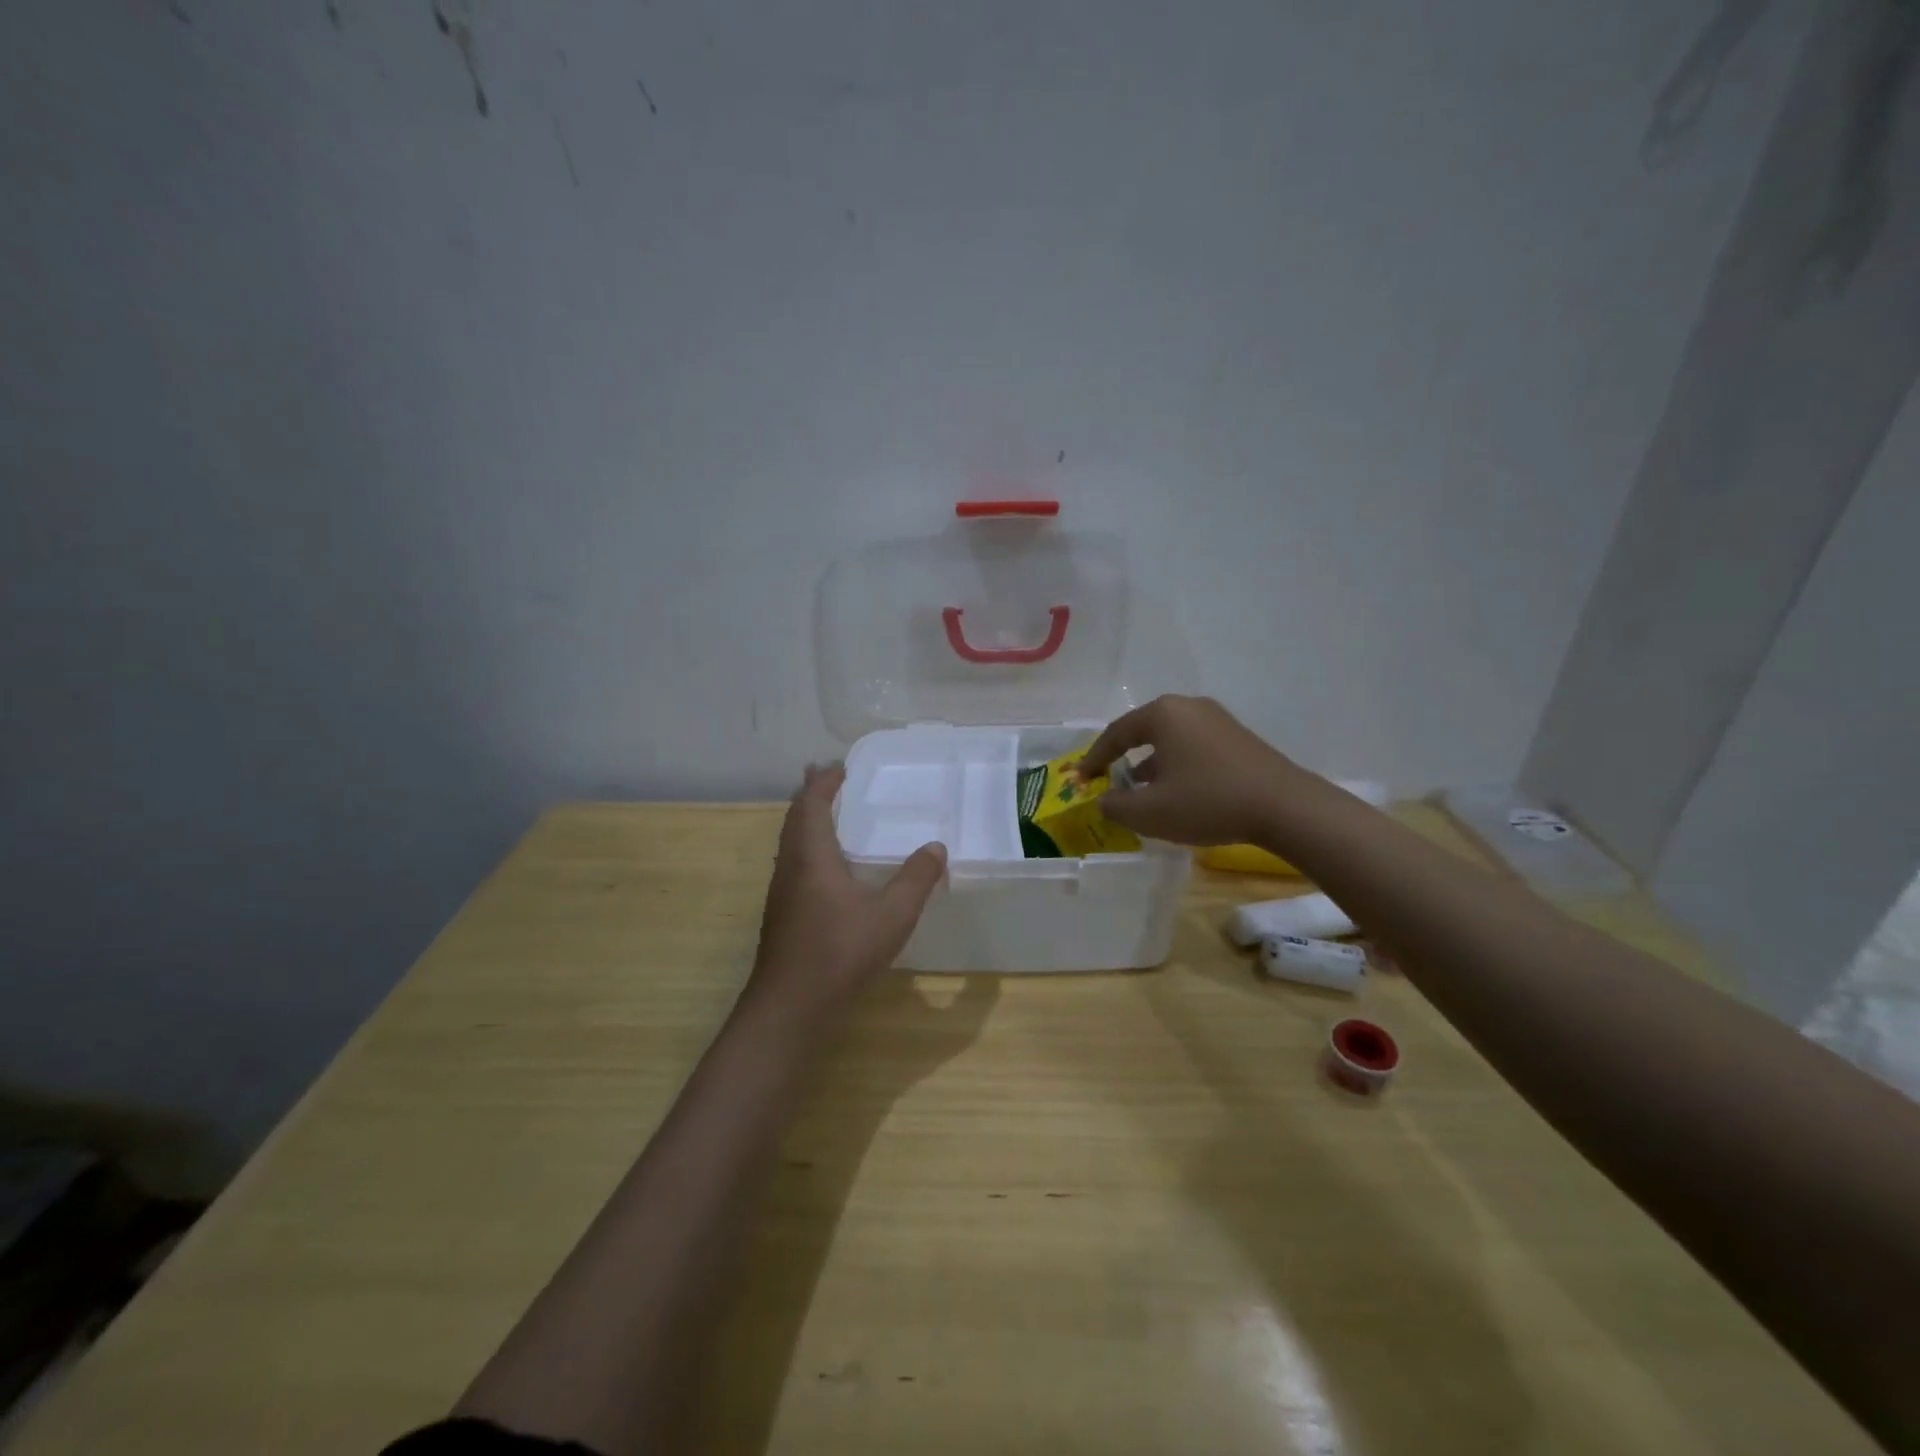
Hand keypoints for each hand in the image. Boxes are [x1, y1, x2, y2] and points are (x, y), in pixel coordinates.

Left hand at [747, 764, 946, 1014]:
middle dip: (810, 795)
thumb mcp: (892, 915)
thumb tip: (936, 847)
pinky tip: (824, 867)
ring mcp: (781, 893)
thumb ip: (916, 879)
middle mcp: (790, 867)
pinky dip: (806, 846)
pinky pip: (792, 863)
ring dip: (805, 820)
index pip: (811, 805)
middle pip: (794, 819)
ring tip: (825, 813)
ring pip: (789, 842)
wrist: (790, 1006)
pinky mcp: (781, 915)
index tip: (839, 766)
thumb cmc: (840, 952)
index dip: (823, 783)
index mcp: (811, 857)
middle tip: (826, 777)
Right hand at [1077, 695, 1302, 845]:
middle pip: (1143, 730)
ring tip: (1139, 789)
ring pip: (1170, 739)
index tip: (1082, 778)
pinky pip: (1193, 746)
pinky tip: (1176, 790)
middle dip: (1123, 757)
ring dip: (1150, 763)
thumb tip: (1104, 800)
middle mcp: (1188, 707)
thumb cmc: (1207, 802)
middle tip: (1108, 778)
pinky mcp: (1237, 737)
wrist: (1283, 807)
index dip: (1094, 758)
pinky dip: (1176, 764)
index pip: (1115, 733)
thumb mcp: (1149, 812)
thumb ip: (1115, 806)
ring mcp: (1216, 719)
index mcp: (1162, 714)